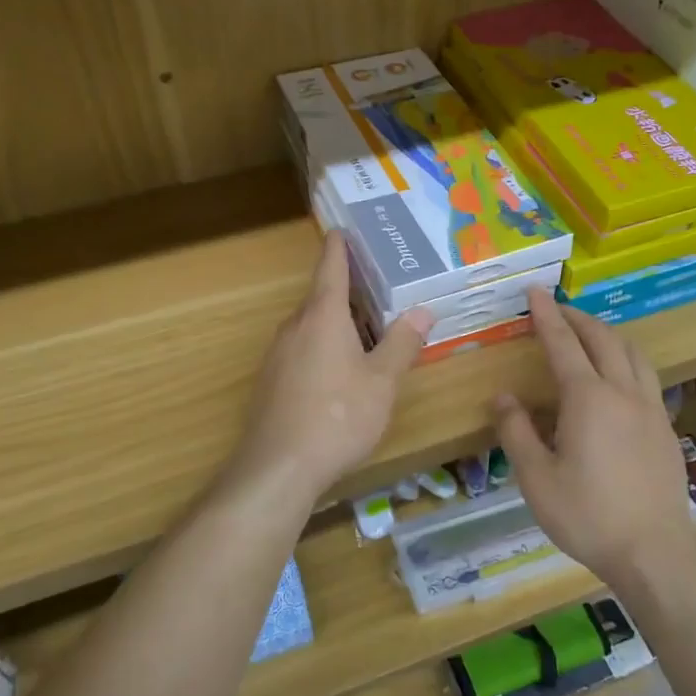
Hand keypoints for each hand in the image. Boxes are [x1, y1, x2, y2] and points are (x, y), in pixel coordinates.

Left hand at [228, 231, 429, 498]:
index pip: (331, 268)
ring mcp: (278, 355)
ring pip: (311, 327)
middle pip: (321, 298)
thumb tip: (423, 310)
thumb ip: (402, 343)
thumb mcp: (382, 382)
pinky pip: (302, 351)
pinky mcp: (271, 382)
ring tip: (367, 329)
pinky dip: (323, 348)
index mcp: (323, 316)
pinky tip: (341, 371)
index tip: (342, 229)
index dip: (339, 247)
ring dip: (337, 323)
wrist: (279, 467)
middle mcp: (295, 327)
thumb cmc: (338, 416)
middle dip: (348, 291)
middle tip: (379, 286)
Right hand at [494, 291, 695, 582]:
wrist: (653, 551)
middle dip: (578, 317)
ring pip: (633, 354)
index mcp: (588, 399)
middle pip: (603, 339)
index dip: (546, 315)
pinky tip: (618, 378)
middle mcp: (622, 393)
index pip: (563, 343)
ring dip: (608, 335)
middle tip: (557, 308)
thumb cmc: (587, 515)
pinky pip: (646, 377)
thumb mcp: (536, 478)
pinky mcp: (665, 428)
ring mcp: (650, 409)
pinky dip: (626, 360)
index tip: (535, 291)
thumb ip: (517, 431)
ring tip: (589, 335)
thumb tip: (503, 397)